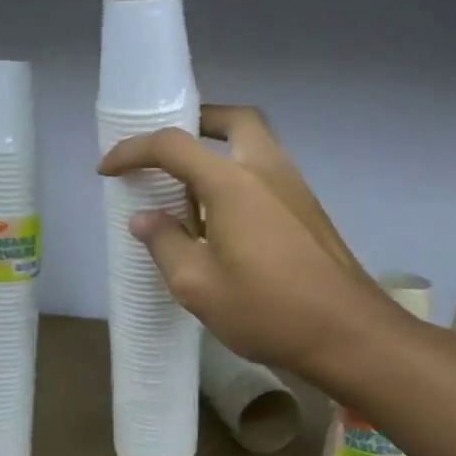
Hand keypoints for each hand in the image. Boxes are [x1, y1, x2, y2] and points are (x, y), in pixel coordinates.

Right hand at [98, 121, 398, 378]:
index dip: (133, 152)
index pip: (172, 146)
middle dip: (196, 122)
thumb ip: (165, 243)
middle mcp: (267, 170)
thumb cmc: (267, 309)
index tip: (107, 171)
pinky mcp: (307, 210)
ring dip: (219, 152)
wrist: (349, 334)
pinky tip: (221, 221)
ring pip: (255, 145)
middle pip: (233, 120)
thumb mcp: (197, 285)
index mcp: (232, 182)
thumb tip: (146, 219)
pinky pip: (266, 173)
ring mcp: (294, 188)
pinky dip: (238, 178)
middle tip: (168, 151)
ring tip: (187, 191)